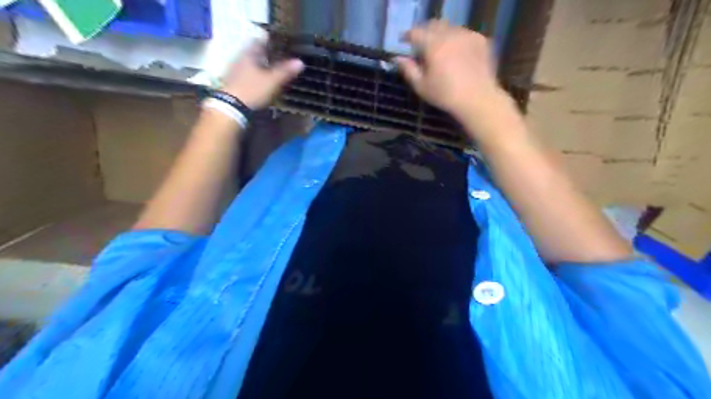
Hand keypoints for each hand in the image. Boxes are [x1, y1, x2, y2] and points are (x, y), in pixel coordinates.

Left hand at [219, 39, 302, 108]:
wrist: (231, 107)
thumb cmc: (252, 90)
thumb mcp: (272, 81)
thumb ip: (285, 71)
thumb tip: (300, 62)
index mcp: (249, 53)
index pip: (260, 40)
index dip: (272, 41)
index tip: (283, 44)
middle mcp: (240, 58)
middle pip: (255, 52)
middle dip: (268, 54)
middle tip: (281, 58)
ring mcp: (235, 70)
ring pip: (252, 63)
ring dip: (262, 65)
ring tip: (274, 70)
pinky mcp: (234, 81)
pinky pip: (248, 73)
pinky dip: (256, 75)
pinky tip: (263, 81)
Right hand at [395, 19, 505, 118]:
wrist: (477, 98)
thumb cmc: (445, 95)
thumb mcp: (421, 86)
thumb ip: (408, 70)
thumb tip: (397, 58)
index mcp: (433, 45)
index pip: (416, 32)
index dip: (408, 35)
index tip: (403, 41)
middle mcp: (450, 34)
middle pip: (433, 25)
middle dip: (425, 32)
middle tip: (421, 43)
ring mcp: (467, 35)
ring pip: (450, 27)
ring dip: (441, 34)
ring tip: (440, 48)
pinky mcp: (480, 40)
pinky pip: (464, 33)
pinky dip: (457, 39)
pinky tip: (457, 53)